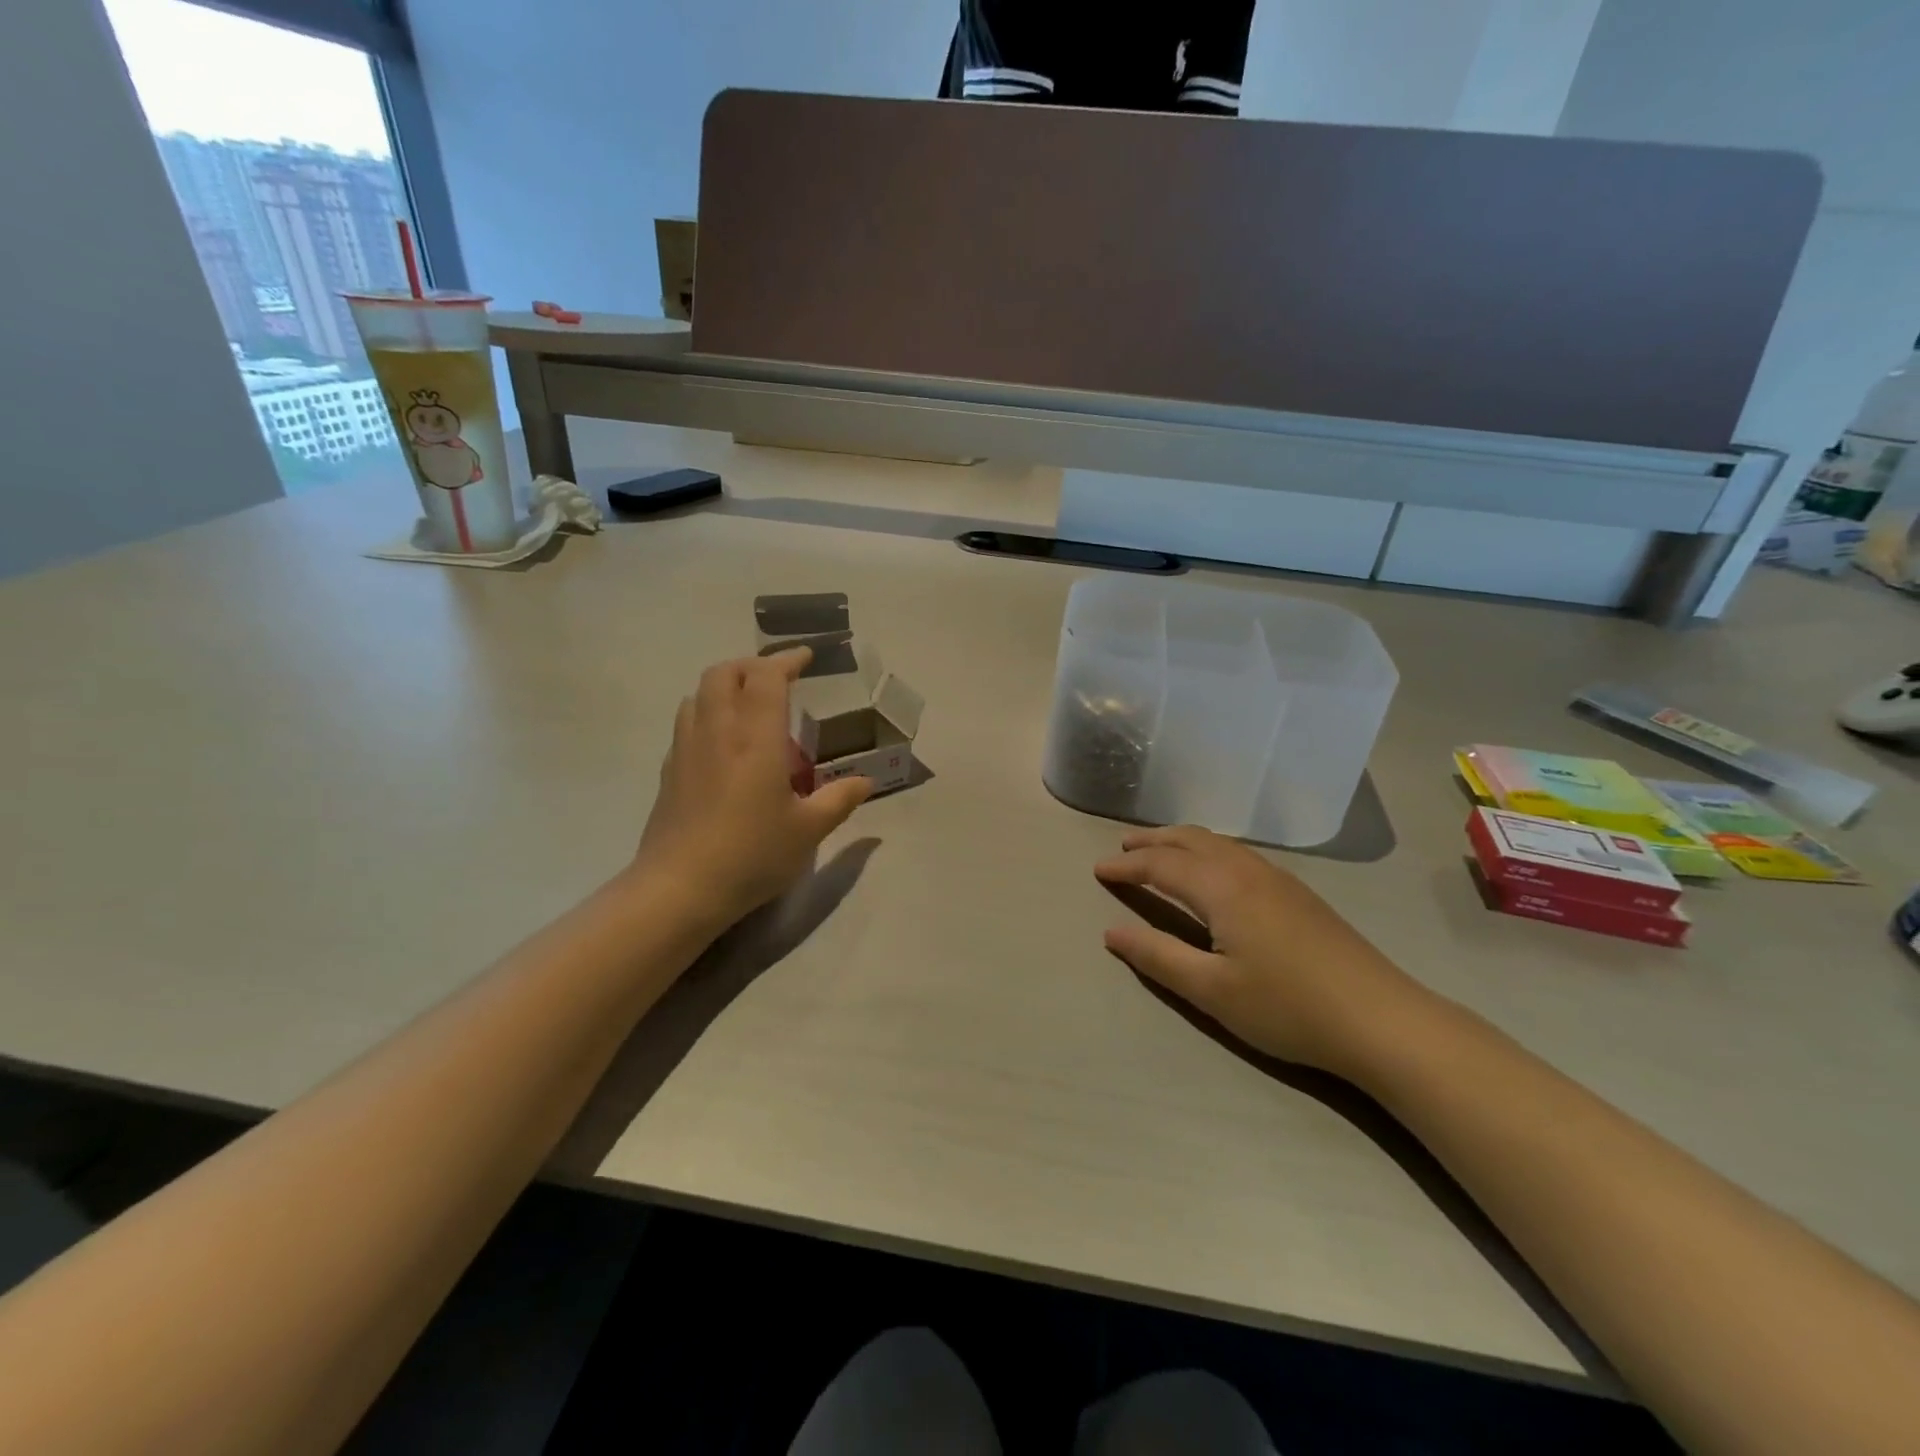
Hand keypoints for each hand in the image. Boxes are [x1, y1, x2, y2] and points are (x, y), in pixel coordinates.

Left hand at [631, 648, 870, 929]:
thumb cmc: (752, 854)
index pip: (766, 677)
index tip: (806, 658)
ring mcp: (686, 749)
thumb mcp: (809, 831)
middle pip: (723, 673)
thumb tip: (866, 781)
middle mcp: (717, 731)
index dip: (786, 660)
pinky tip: (723, 746)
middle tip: (778, 680)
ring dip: (725, 687)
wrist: (679, 888)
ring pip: (699, 694)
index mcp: (755, 738)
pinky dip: (708, 715)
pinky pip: (687, 723)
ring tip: (749, 708)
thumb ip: (840, 799)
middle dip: (751, 666)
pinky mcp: (669, 771)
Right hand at [1095, 826, 1432, 1075]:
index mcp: (1222, 888)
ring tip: (1160, 851)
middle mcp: (1247, 870)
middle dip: (1153, 841)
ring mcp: (1278, 879)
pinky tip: (1214, 872)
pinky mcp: (1299, 894)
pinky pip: (1239, 854)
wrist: (1381, 1019)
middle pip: (1191, 840)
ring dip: (1182, 842)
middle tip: (1124, 847)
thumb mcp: (1212, 990)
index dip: (1127, 866)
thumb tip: (1112, 931)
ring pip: (1219, 843)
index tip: (1098, 869)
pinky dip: (1209, 851)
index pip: (1162, 865)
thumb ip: (1158, 956)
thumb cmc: (1288, 1007)